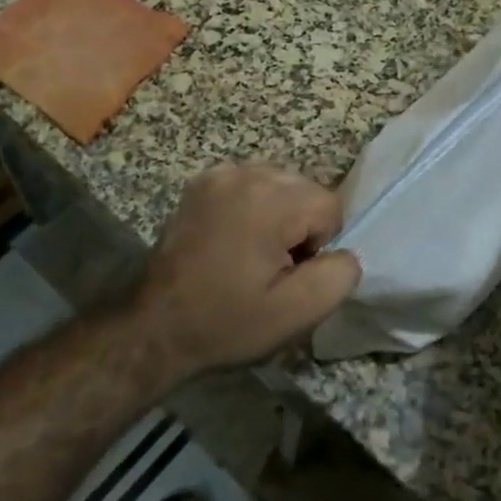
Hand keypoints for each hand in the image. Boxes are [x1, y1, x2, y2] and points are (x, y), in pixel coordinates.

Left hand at [134, 163, 361, 377]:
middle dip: (299, 225)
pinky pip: (250, 184)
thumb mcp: (296, 313)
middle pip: (305, 189)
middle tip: (270, 267)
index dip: (318, 245)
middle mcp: (246, 173)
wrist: (157, 327)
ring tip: (250, 253)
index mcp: (270, 200)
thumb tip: (343, 252)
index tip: (288, 274)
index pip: (329, 205)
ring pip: (280, 184)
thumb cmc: (227, 322)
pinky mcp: (202, 182)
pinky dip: (252, 206)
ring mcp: (219, 173)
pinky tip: (233, 238)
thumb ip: (339, 275)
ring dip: (278, 214)